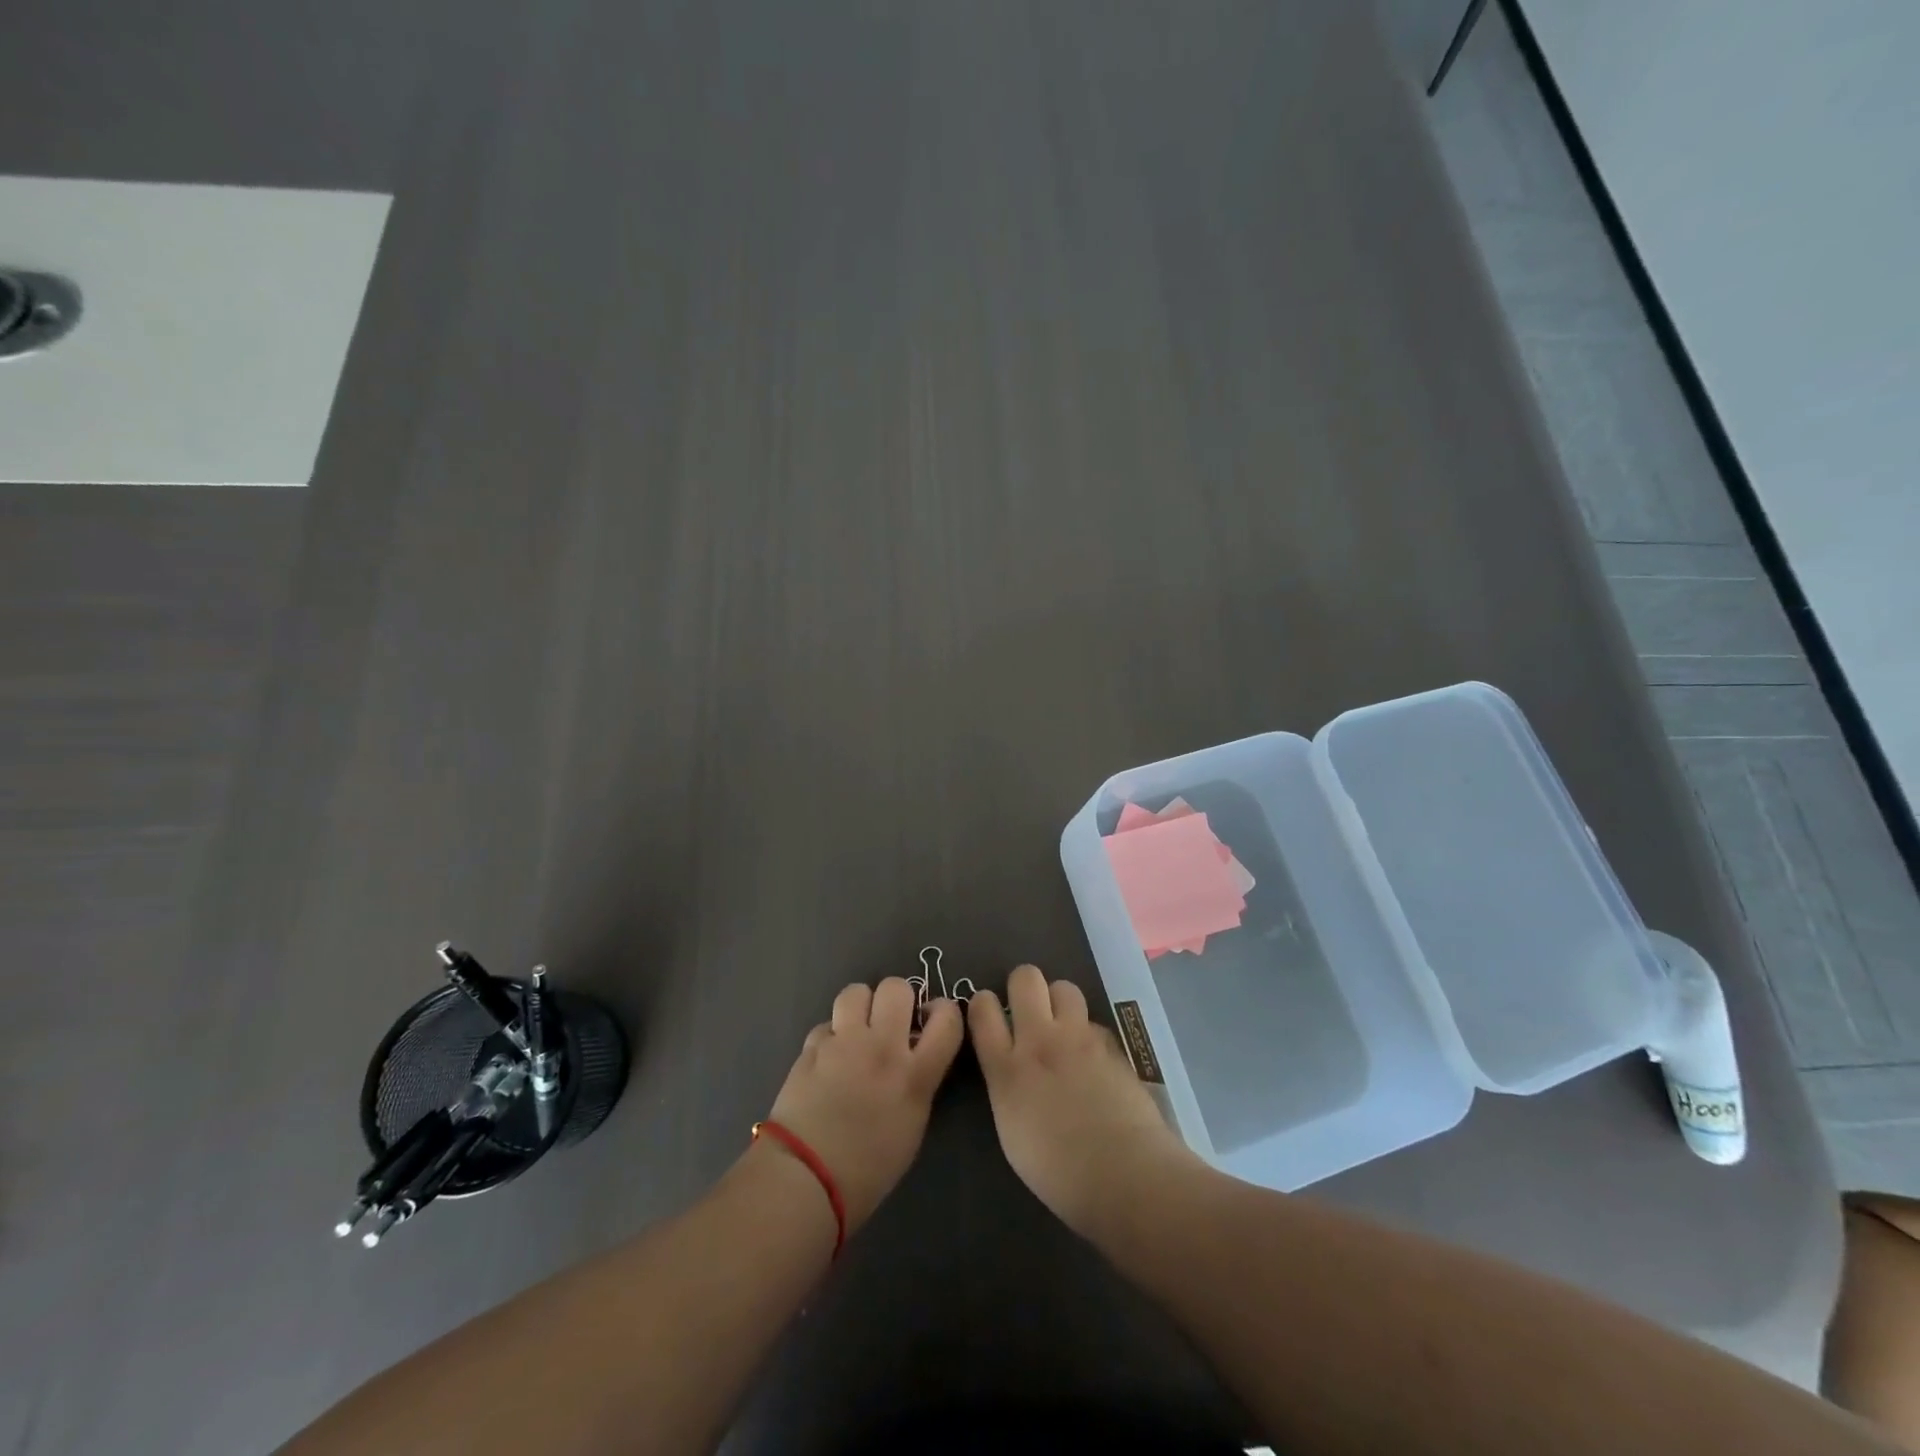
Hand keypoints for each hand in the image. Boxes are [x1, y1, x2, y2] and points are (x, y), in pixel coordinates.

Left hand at [762, 978, 963, 1233]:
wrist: (806, 1179)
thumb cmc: (868, 1170)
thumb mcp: (912, 1125)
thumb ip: (918, 1081)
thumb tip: (913, 1057)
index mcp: (915, 1073)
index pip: (947, 1017)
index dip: (944, 1010)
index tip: (933, 1019)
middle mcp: (882, 1047)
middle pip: (897, 987)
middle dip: (898, 998)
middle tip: (891, 1020)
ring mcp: (843, 1043)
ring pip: (856, 992)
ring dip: (861, 1005)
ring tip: (858, 1028)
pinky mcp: (811, 1047)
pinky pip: (826, 1024)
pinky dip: (831, 1036)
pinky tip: (828, 1058)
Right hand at [969, 964, 1197, 1238]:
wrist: (1124, 1174)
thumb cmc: (1059, 1172)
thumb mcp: (1011, 1129)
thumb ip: (1007, 1086)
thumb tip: (1011, 1069)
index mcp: (1006, 1068)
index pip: (982, 1009)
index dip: (983, 1003)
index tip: (989, 1012)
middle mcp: (1040, 1041)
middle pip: (1025, 978)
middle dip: (1024, 985)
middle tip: (1029, 1010)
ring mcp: (1079, 1038)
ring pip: (1064, 987)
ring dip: (1059, 1001)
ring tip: (1063, 1027)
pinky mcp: (1111, 1044)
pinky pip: (1093, 1022)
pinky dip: (1088, 1033)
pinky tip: (1093, 1059)